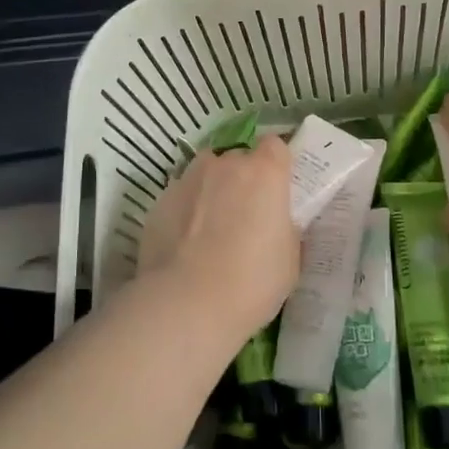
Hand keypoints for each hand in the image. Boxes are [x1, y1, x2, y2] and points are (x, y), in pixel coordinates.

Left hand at [135, 136, 300, 352]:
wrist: (188, 303)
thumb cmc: (252, 281)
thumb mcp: (289, 259)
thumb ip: (284, 229)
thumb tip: (276, 224)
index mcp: (264, 173)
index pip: (275, 146)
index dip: (276, 165)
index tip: (276, 189)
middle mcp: (225, 165)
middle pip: (237, 159)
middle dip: (242, 180)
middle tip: (244, 215)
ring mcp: (188, 179)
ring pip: (205, 173)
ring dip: (211, 189)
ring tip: (211, 226)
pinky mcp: (159, 201)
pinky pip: (180, 197)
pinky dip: (185, 211)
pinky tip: (185, 244)